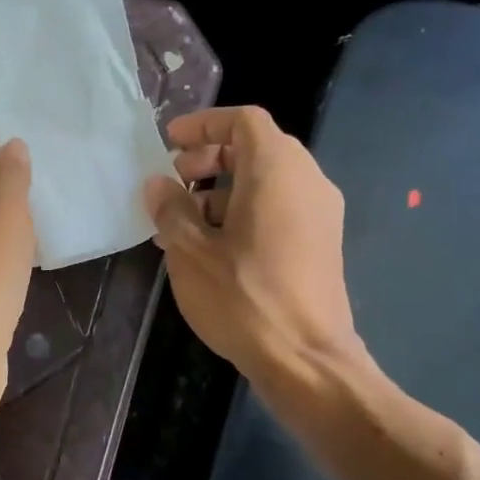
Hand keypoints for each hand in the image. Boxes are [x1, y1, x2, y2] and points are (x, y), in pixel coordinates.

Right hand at [144, 106, 361, 383]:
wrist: (305, 358)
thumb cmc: (243, 297)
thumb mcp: (190, 252)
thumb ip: (171, 209)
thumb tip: (158, 185)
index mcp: (276, 170)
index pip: (243, 121)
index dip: (203, 125)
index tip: (169, 143)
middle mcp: (307, 180)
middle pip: (257, 148)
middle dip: (209, 160)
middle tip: (173, 184)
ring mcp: (320, 213)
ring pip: (267, 181)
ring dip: (222, 191)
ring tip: (182, 225)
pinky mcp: (322, 243)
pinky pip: (279, 208)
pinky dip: (244, 213)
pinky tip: (211, 248)